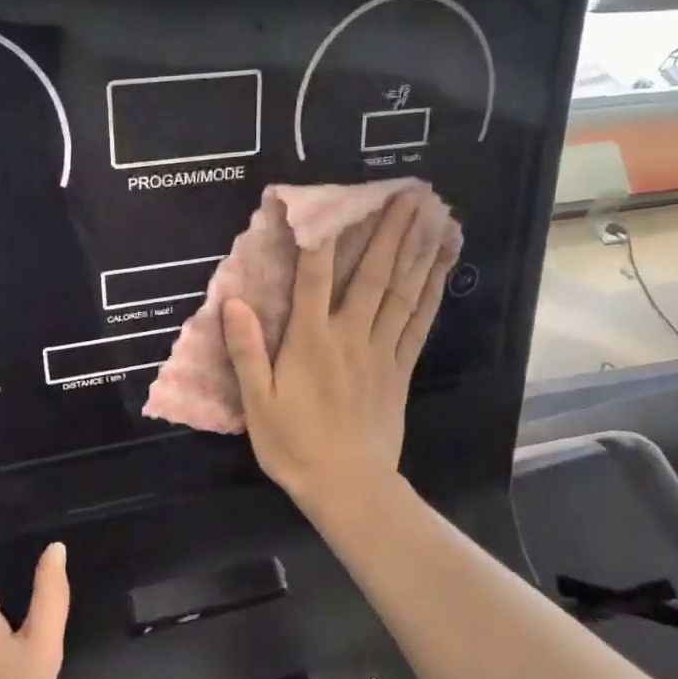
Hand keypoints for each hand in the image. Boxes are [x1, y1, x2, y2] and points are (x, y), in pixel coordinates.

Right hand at [221, 188, 457, 508]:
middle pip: (373, 273)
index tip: (326, 199)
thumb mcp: (256, 402)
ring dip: (418, 250)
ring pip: (403, 291)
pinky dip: (433, 291)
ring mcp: (382, 350)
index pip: (314, 276)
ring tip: (435, 215)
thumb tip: (234, 302)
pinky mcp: (401, 369)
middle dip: (390, 229)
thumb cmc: (294, 445)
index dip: (318, 234)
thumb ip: (246, 350)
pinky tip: (443, 267)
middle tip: (409, 191)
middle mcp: (350, 334)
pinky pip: (420, 322)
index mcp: (310, 340)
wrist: (347, 486)